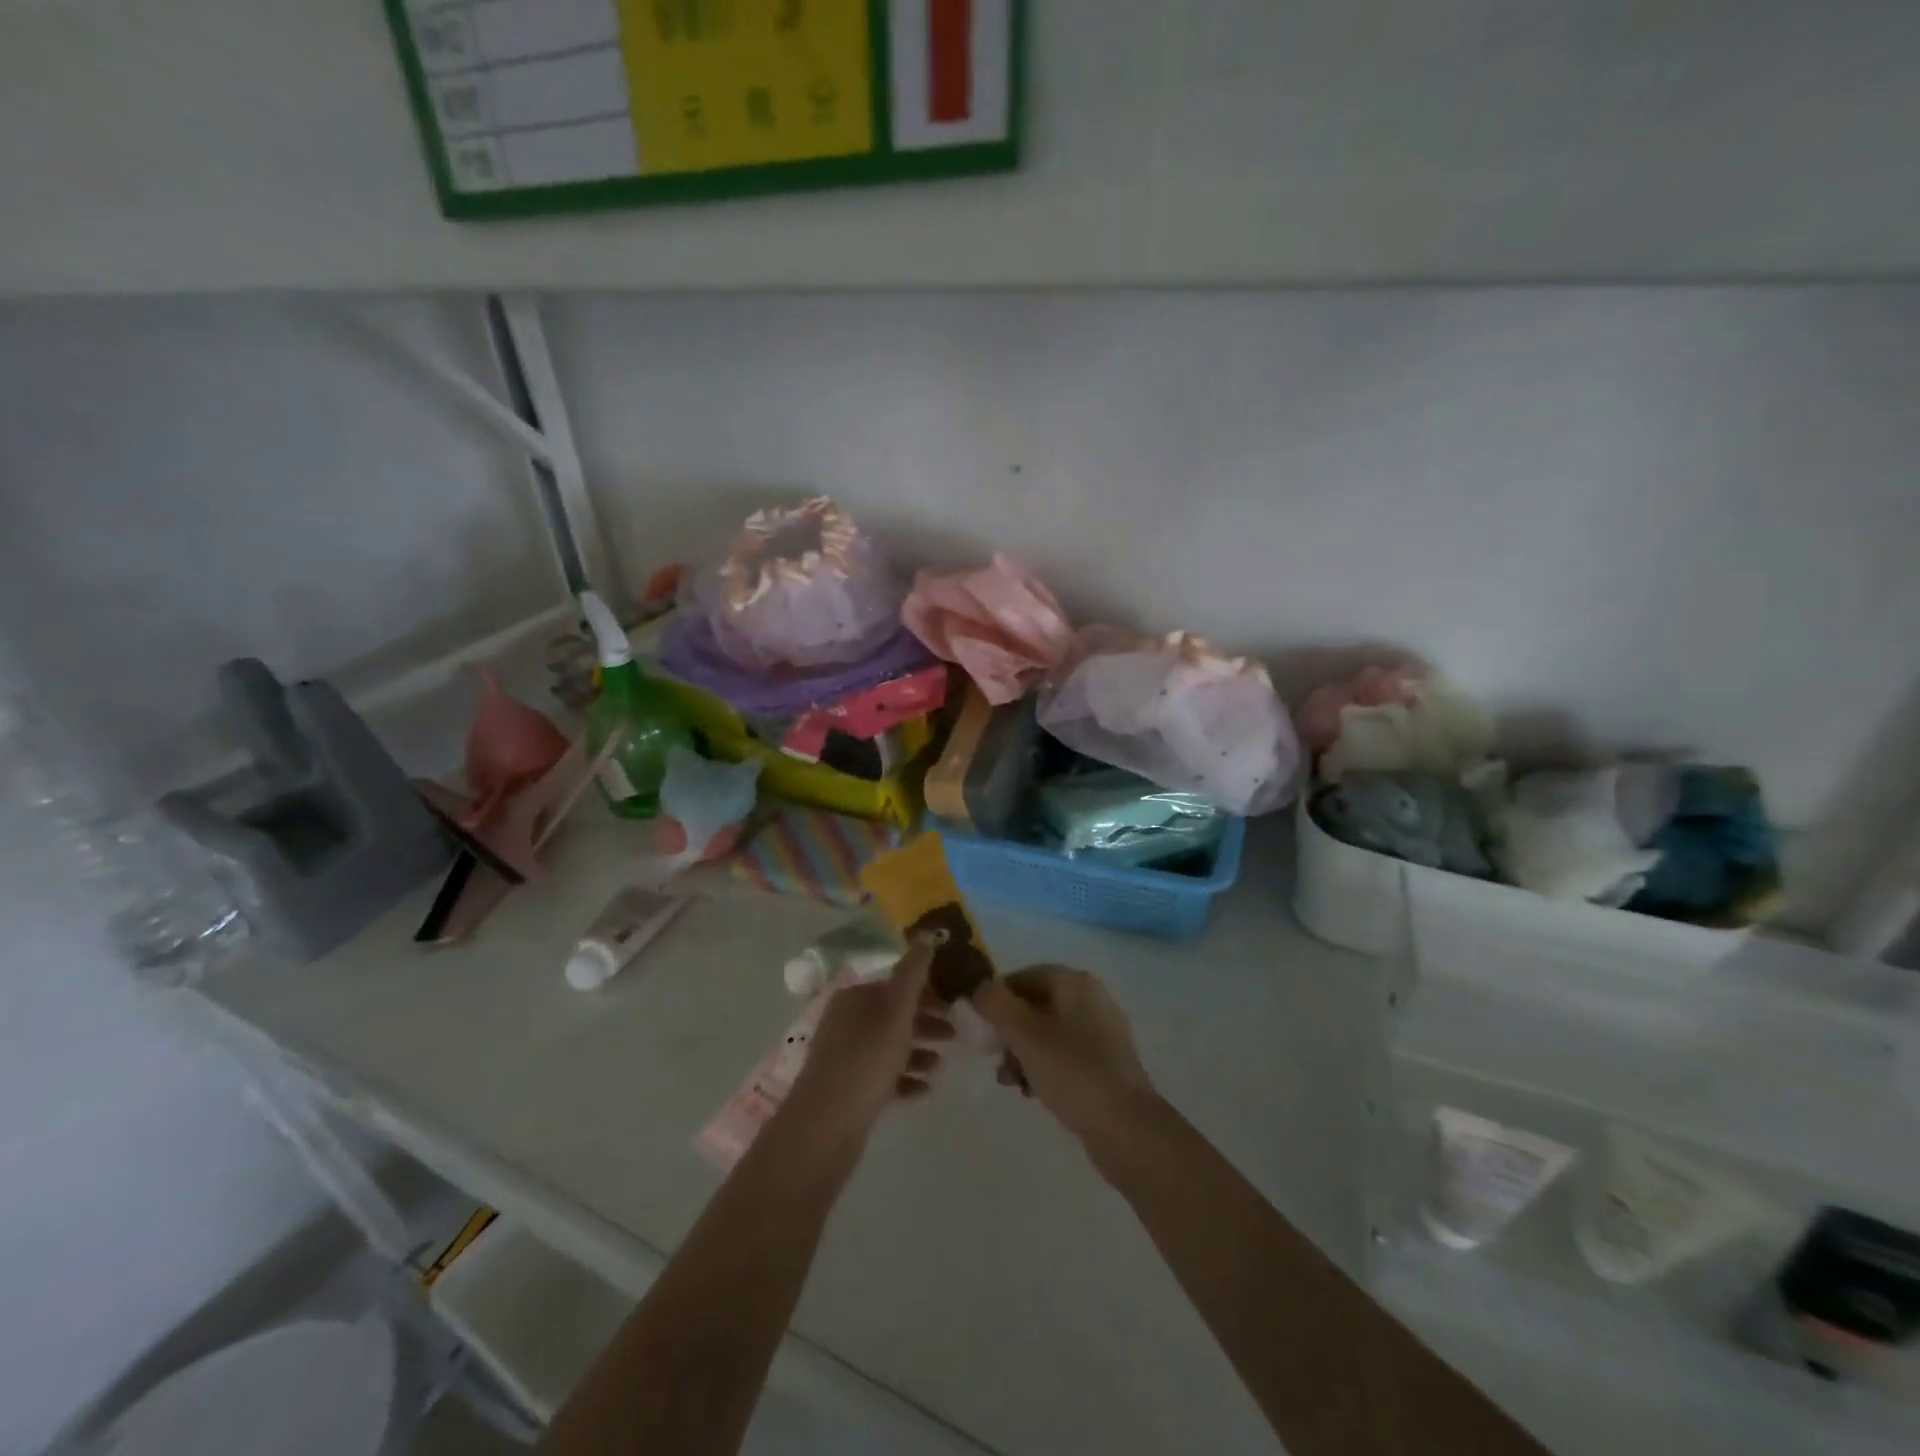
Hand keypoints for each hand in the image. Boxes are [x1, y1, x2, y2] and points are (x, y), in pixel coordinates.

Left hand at [783, 937, 954, 1144]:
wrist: (824, 1127)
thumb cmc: (866, 1060)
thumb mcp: (895, 1011)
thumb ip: (914, 972)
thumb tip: (928, 932)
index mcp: (854, 997)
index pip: (896, 984)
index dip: (927, 992)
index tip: (955, 1004)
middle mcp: (846, 1021)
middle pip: (893, 1015)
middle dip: (926, 1022)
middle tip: (955, 1035)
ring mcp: (844, 1056)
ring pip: (889, 1047)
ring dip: (918, 1053)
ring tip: (941, 1066)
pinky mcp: (847, 1089)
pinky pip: (882, 1077)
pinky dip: (904, 1080)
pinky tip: (924, 1091)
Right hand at [969, 967, 1158, 1171]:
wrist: (1127, 1128)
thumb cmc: (1072, 1072)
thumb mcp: (1024, 1034)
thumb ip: (995, 1004)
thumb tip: (979, 987)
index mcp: (1075, 983)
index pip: (1024, 977)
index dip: (997, 998)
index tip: (978, 1027)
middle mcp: (1092, 999)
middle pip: (1036, 1005)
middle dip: (1009, 1031)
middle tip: (994, 1058)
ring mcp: (1103, 1033)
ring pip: (1048, 1032)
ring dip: (1023, 1052)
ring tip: (1010, 1081)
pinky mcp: (1107, 1064)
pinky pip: (1065, 1055)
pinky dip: (1044, 1067)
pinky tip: (1033, 1092)